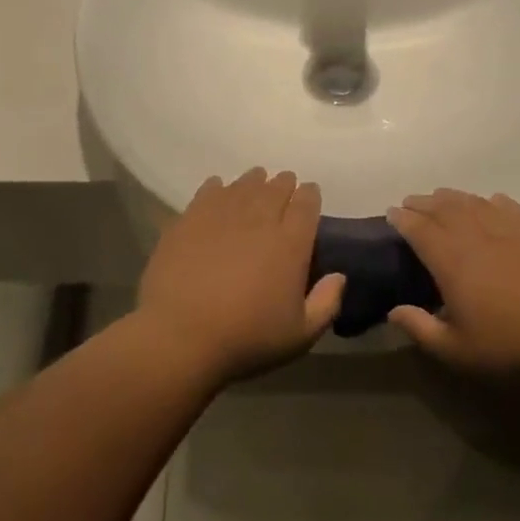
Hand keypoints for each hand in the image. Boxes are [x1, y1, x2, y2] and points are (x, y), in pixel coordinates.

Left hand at [133, 168, 344, 384]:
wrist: (181, 336)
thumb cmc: (247, 338)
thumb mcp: (300, 334)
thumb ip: (326, 303)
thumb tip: (339, 276)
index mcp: (291, 243)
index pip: (307, 204)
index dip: (310, 195)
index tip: (309, 196)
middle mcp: (259, 219)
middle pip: (276, 188)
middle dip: (284, 185)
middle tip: (284, 188)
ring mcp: (221, 215)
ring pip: (244, 185)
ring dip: (254, 181)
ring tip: (256, 182)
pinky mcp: (189, 220)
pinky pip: (209, 191)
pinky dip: (218, 187)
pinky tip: (219, 190)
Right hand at [385, 189, 519, 374]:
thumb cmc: (510, 346)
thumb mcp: (456, 349)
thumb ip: (420, 328)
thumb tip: (394, 311)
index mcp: (452, 261)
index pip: (420, 229)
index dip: (402, 219)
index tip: (391, 214)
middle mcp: (478, 236)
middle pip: (444, 208)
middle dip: (423, 202)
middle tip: (410, 203)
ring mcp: (510, 230)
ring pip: (474, 202)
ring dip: (453, 197)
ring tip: (442, 198)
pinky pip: (509, 206)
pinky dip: (492, 201)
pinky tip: (490, 202)